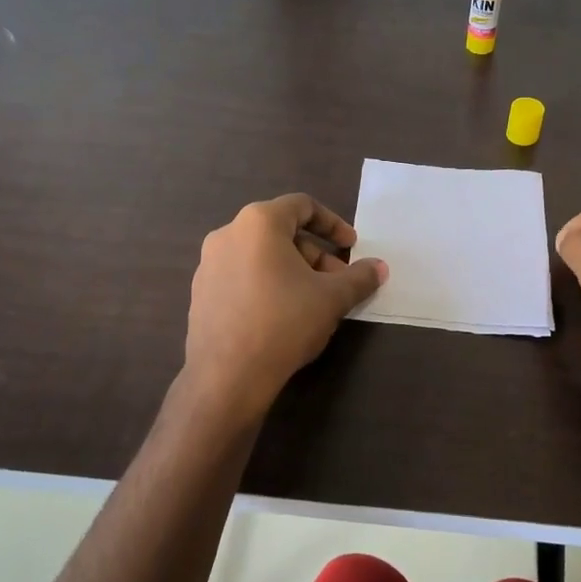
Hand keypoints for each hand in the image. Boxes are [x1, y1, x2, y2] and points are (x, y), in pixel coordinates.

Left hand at [183, 193, 387, 417]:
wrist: (228, 375)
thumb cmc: (284, 322)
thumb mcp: (332, 298)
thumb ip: (359, 278)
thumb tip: (379, 268)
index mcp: (258, 223)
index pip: (301, 206)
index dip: (333, 224)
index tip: (352, 246)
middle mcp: (227, 234)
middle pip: (281, 233)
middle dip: (316, 255)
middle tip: (339, 283)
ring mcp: (209, 265)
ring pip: (261, 257)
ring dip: (293, 272)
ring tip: (314, 303)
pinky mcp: (201, 294)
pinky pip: (242, 277)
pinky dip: (268, 285)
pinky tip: (283, 317)